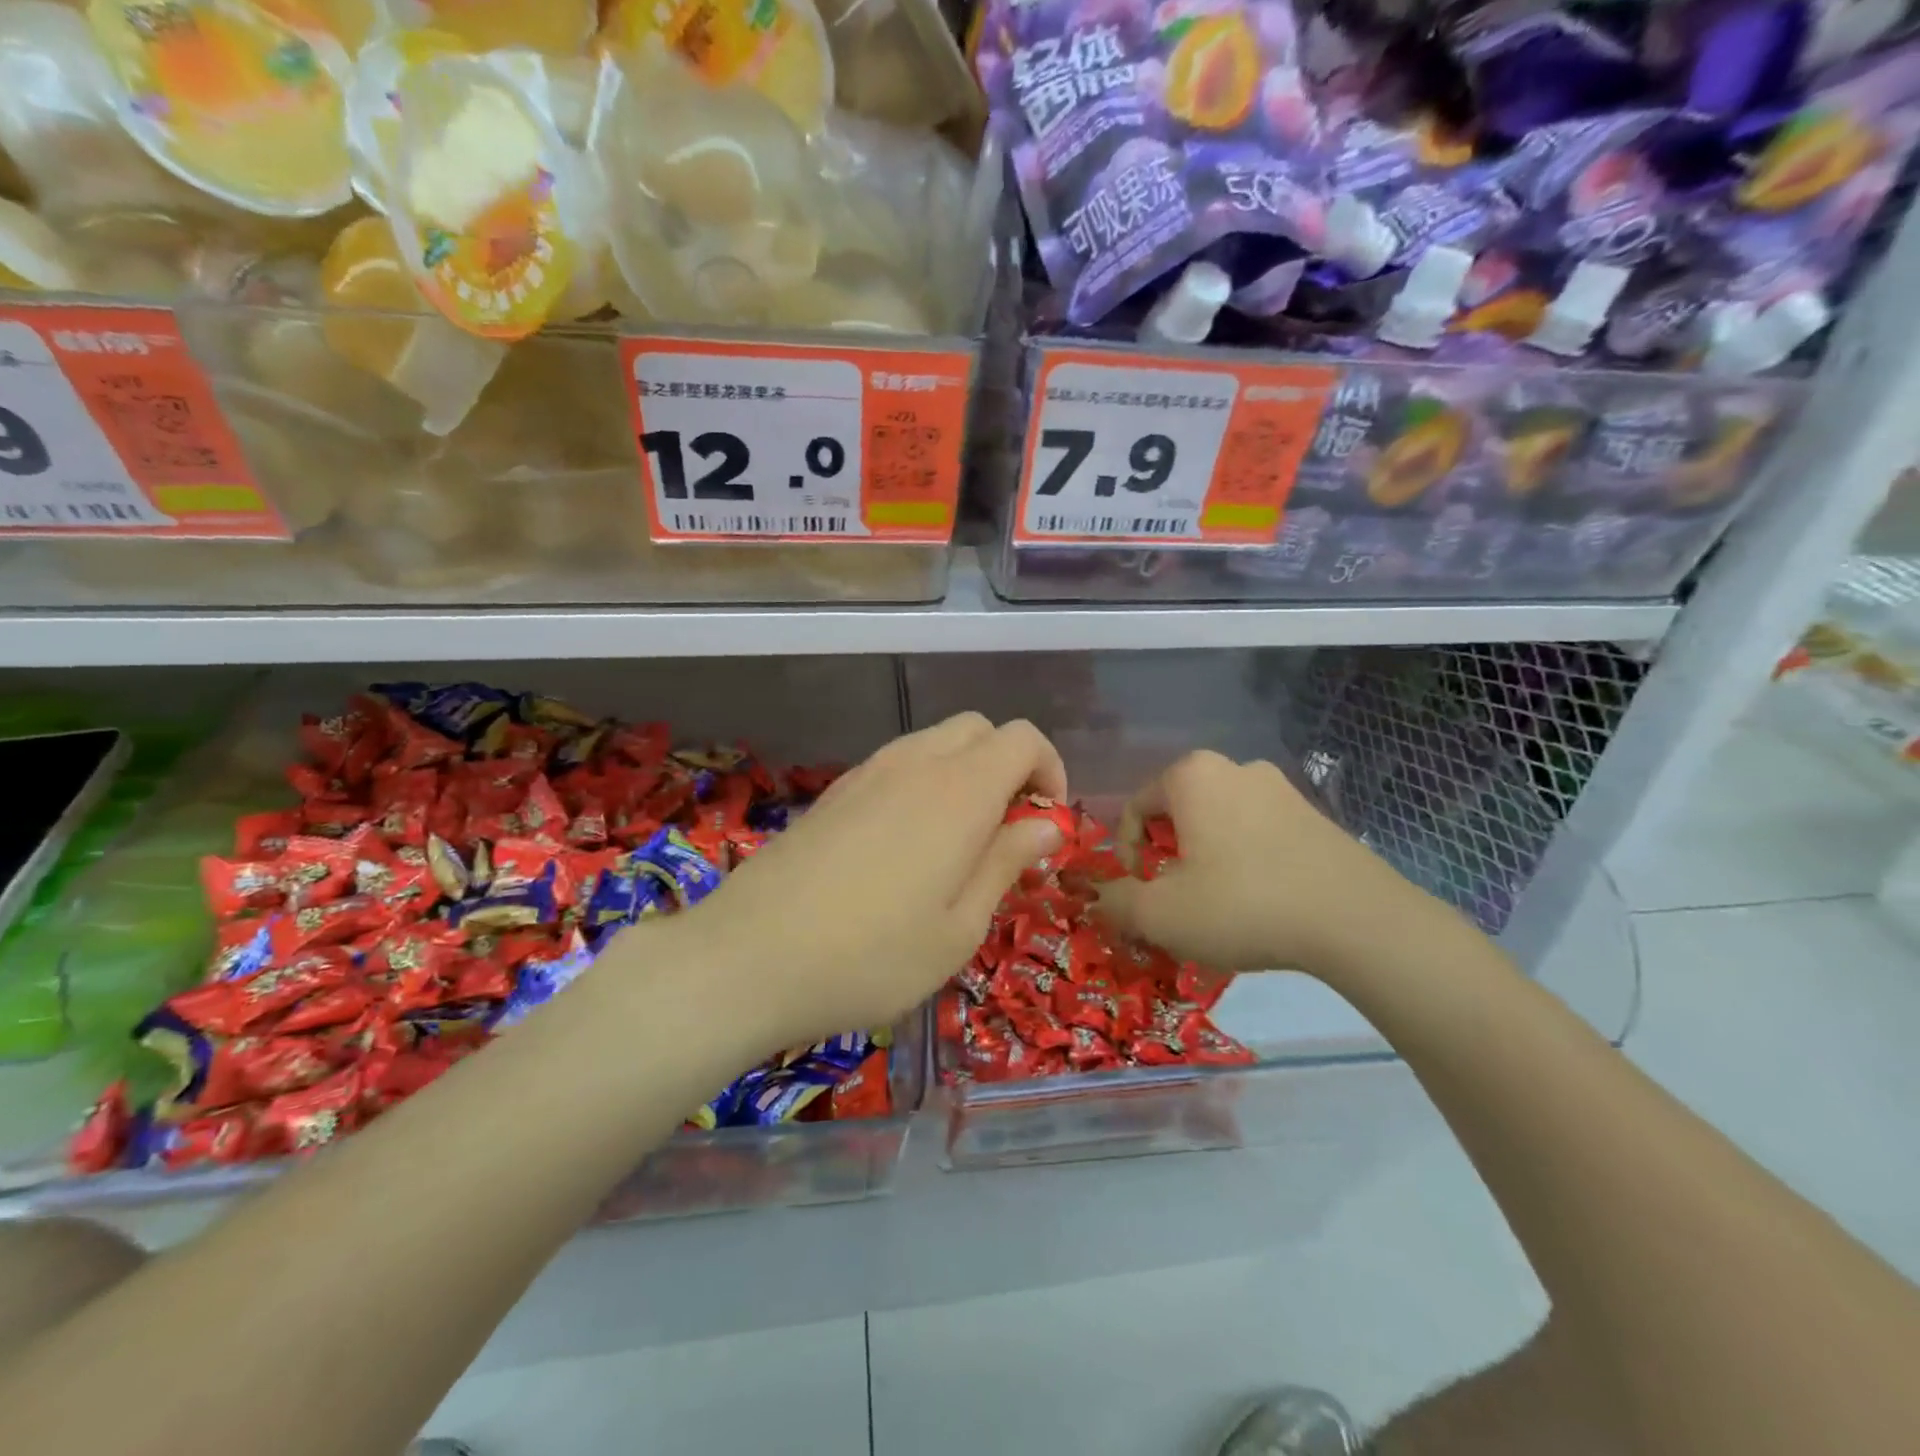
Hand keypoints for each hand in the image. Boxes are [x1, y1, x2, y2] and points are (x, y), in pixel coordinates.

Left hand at [658, 714, 1068, 1053]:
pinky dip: (922, 784)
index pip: (1022, 738)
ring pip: (934, 743)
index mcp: (959, 791)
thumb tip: (1044, 824)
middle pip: (978, 729)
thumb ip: (1006, 863)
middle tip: (1007, 830)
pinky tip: (905, 847)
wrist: (748, 957)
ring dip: (964, 774)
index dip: (1049, 770)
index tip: (1046, 823)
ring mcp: (867, 773)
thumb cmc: (871, 957)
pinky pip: (895, 766)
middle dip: (1008, 766)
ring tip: (959, 843)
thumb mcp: (959, 928)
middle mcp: (915, 764)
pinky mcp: (834, 792)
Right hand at [1095, 749, 1434, 977]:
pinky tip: (1258, 901)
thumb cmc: (1242, 904)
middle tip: (1175, 899)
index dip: (1125, 855)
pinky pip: (1257, 832)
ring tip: (1216, 904)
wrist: (1357, 921)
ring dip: (1204, 858)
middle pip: (1177, 813)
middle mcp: (1234, 767)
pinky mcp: (1314, 814)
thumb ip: (1114, 903)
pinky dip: (1243, 861)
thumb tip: (1094, 899)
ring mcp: (1280, 788)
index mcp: (1191, 776)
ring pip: (1217, 822)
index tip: (1140, 893)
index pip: (1134, 809)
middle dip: (1166, 856)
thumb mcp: (1160, 914)